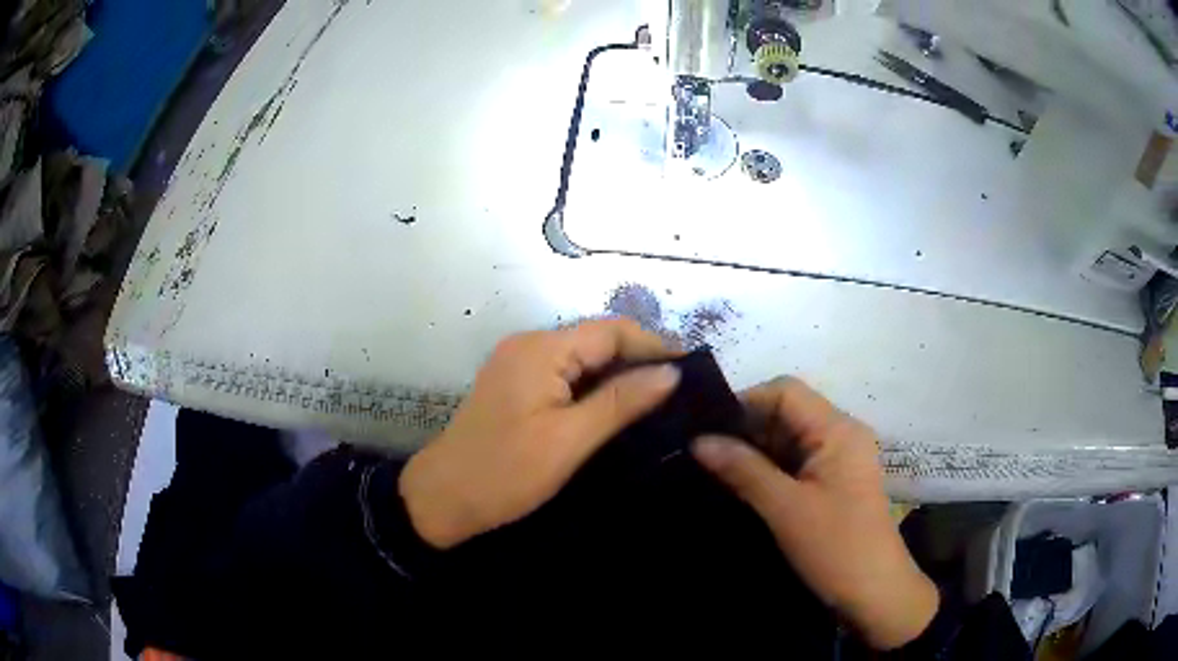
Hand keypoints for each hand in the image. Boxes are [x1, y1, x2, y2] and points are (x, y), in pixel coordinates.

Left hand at [400, 319, 680, 549]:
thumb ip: (621, 402)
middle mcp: (529, 345)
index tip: (692, 371)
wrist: (442, 499)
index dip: (654, 345)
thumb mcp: (569, 440)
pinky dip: (593, 388)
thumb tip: (671, 372)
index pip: (612, 330)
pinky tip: (617, 410)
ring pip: (582, 359)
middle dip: (639, 361)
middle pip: (597, 340)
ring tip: (659, 403)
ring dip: (618, 376)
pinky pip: (565, 375)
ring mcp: (519, 364)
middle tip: (680, 393)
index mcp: (541, 349)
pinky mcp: (515, 385)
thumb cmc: (505, 472)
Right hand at [691, 377, 937, 649]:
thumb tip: (698, 440)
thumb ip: (743, 470)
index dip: (745, 402)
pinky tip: (738, 485)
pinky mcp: (833, 483)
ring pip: (788, 440)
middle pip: (787, 413)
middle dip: (746, 429)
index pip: (786, 391)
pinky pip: (795, 463)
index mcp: (838, 430)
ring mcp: (839, 460)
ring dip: (754, 452)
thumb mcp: (785, 509)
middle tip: (701, 452)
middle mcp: (841, 435)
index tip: (705, 428)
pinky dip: (768, 470)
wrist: (874, 593)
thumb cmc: (836, 548)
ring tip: (711, 468)